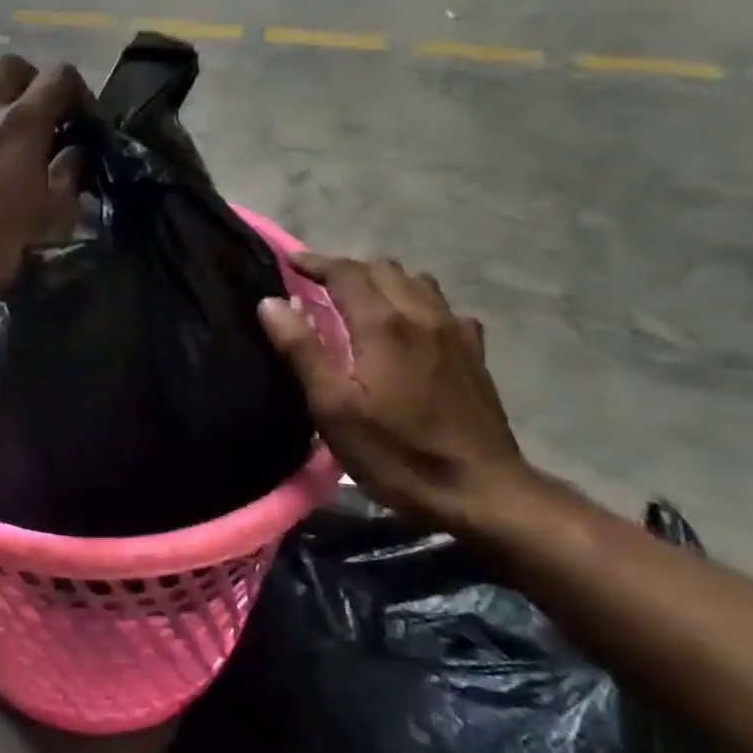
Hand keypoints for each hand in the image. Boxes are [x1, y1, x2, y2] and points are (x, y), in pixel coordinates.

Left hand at [0, 55, 89, 310]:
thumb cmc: (4, 243)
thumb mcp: (55, 213)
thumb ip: (70, 173)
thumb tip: (75, 152)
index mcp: (22, 123)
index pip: (58, 75)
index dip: (80, 92)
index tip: (86, 124)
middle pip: (10, 67)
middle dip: (35, 82)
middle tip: (49, 119)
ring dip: (1, 101)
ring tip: (15, 137)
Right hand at [258, 256, 540, 534]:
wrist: (481, 491)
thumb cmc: (396, 453)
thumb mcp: (333, 409)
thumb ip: (302, 350)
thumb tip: (271, 303)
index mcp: (384, 324)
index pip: (346, 272)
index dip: (315, 262)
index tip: (289, 262)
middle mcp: (422, 314)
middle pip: (382, 269)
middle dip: (346, 269)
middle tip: (316, 285)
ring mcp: (455, 330)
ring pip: (416, 281)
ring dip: (382, 280)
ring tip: (358, 300)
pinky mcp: (474, 351)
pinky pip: (442, 306)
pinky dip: (416, 301)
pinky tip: (409, 326)